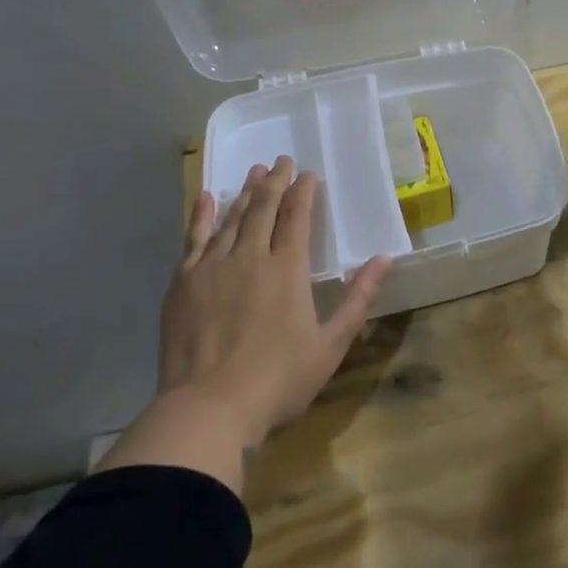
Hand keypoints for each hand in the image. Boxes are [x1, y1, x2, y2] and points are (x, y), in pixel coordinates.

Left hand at [159, 156, 390, 445]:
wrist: (208, 407)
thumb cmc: (278, 380)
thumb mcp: (331, 344)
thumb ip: (358, 298)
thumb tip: (384, 259)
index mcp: (287, 269)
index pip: (297, 218)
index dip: (304, 192)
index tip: (308, 173)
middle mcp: (250, 257)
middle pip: (264, 209)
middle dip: (275, 182)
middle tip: (281, 160)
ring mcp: (212, 267)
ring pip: (231, 219)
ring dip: (244, 193)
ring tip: (254, 173)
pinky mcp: (183, 283)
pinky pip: (193, 239)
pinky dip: (201, 216)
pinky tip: (206, 199)